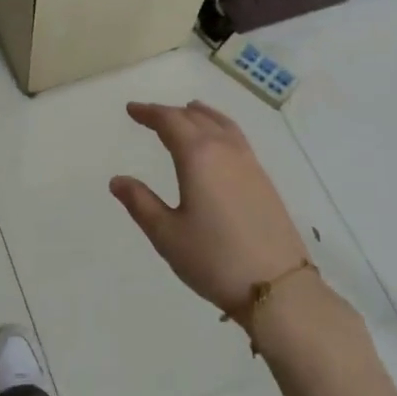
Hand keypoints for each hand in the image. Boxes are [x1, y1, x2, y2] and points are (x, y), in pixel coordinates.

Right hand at [110, 100, 308, 314]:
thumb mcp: (167, 234)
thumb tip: (118, 180)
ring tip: (189, 111)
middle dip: (170, 113)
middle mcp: (225, 150)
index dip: (149, 113)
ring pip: (222, 124)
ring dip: (200, 115)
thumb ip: (140, 203)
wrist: (278, 286)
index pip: (170, 122)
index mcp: (198, 156)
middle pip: (196, 118)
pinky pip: (237, 138)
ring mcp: (249, 163)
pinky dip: (220, 127)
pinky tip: (218, 143)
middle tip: (150, 115)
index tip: (132, 109)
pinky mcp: (264, 180)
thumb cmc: (213, 259)